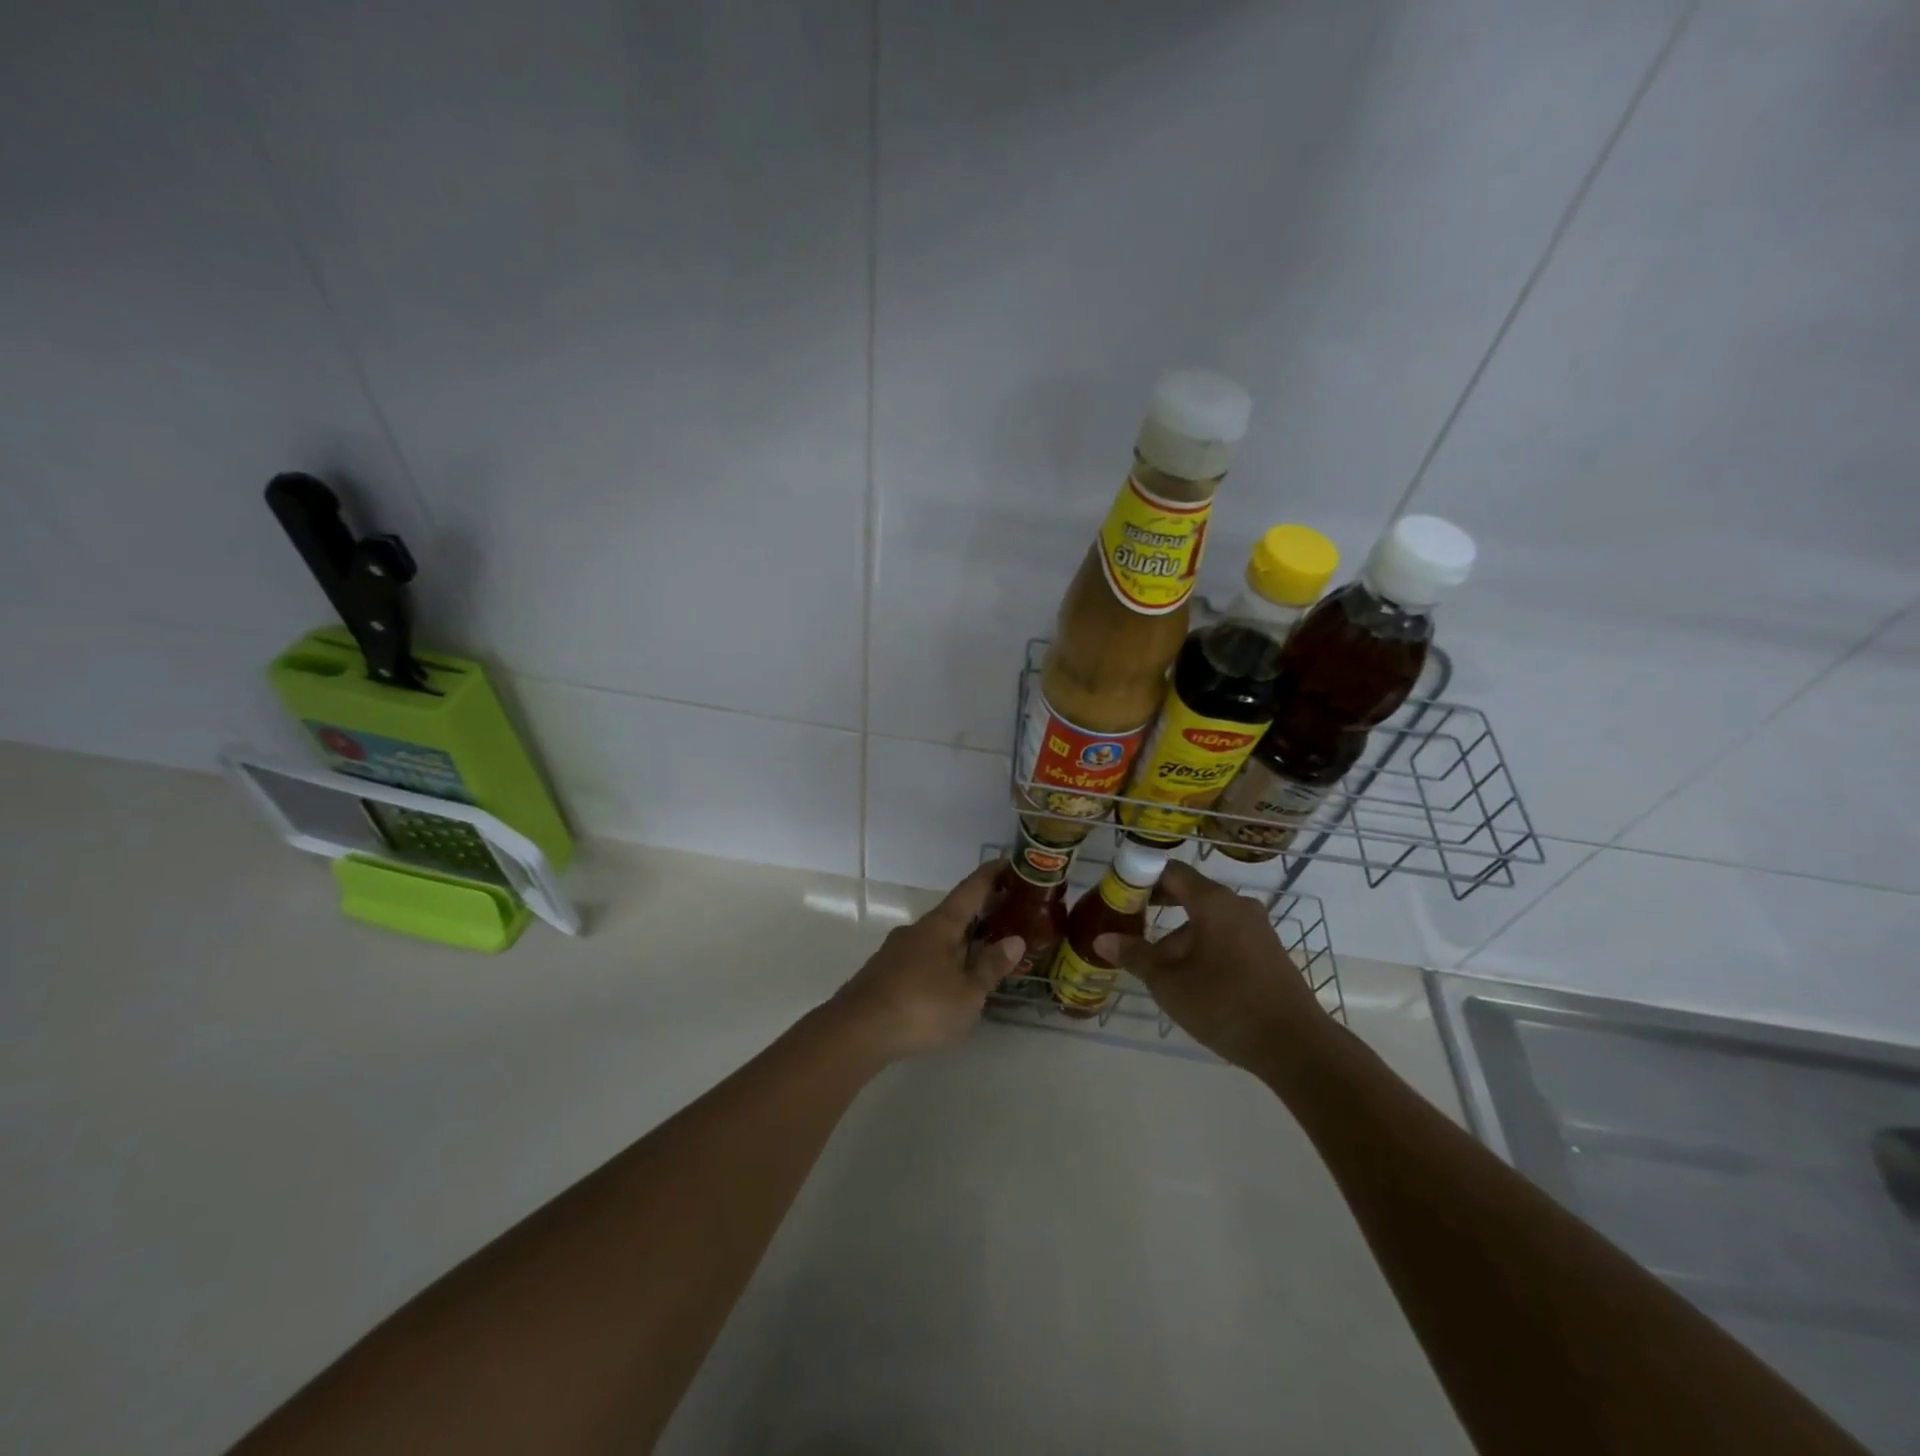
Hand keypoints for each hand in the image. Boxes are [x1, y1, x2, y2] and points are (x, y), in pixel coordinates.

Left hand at [828, 860, 1024, 1062]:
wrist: (856, 1030)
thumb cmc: (921, 1006)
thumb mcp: (967, 992)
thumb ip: (991, 966)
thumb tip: (1015, 939)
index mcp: (941, 925)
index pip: (971, 889)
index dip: (991, 874)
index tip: (1009, 862)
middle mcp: (917, 929)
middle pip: (954, 913)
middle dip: (979, 912)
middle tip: (1007, 914)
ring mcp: (896, 949)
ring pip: (936, 937)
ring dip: (959, 939)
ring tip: (982, 953)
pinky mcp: (884, 972)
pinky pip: (922, 956)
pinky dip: (941, 959)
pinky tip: (948, 981)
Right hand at [1092, 860, 1329, 1068]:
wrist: (1296, 1046)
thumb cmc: (1225, 1003)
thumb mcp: (1168, 982)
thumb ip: (1135, 956)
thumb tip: (1101, 940)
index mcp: (1213, 901)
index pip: (1171, 871)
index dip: (1141, 877)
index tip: (1118, 893)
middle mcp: (1238, 906)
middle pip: (1189, 895)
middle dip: (1157, 908)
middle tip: (1128, 924)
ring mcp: (1257, 929)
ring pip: (1207, 920)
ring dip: (1178, 935)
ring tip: (1154, 964)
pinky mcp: (1268, 953)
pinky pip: (1226, 937)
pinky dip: (1202, 947)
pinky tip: (1189, 979)